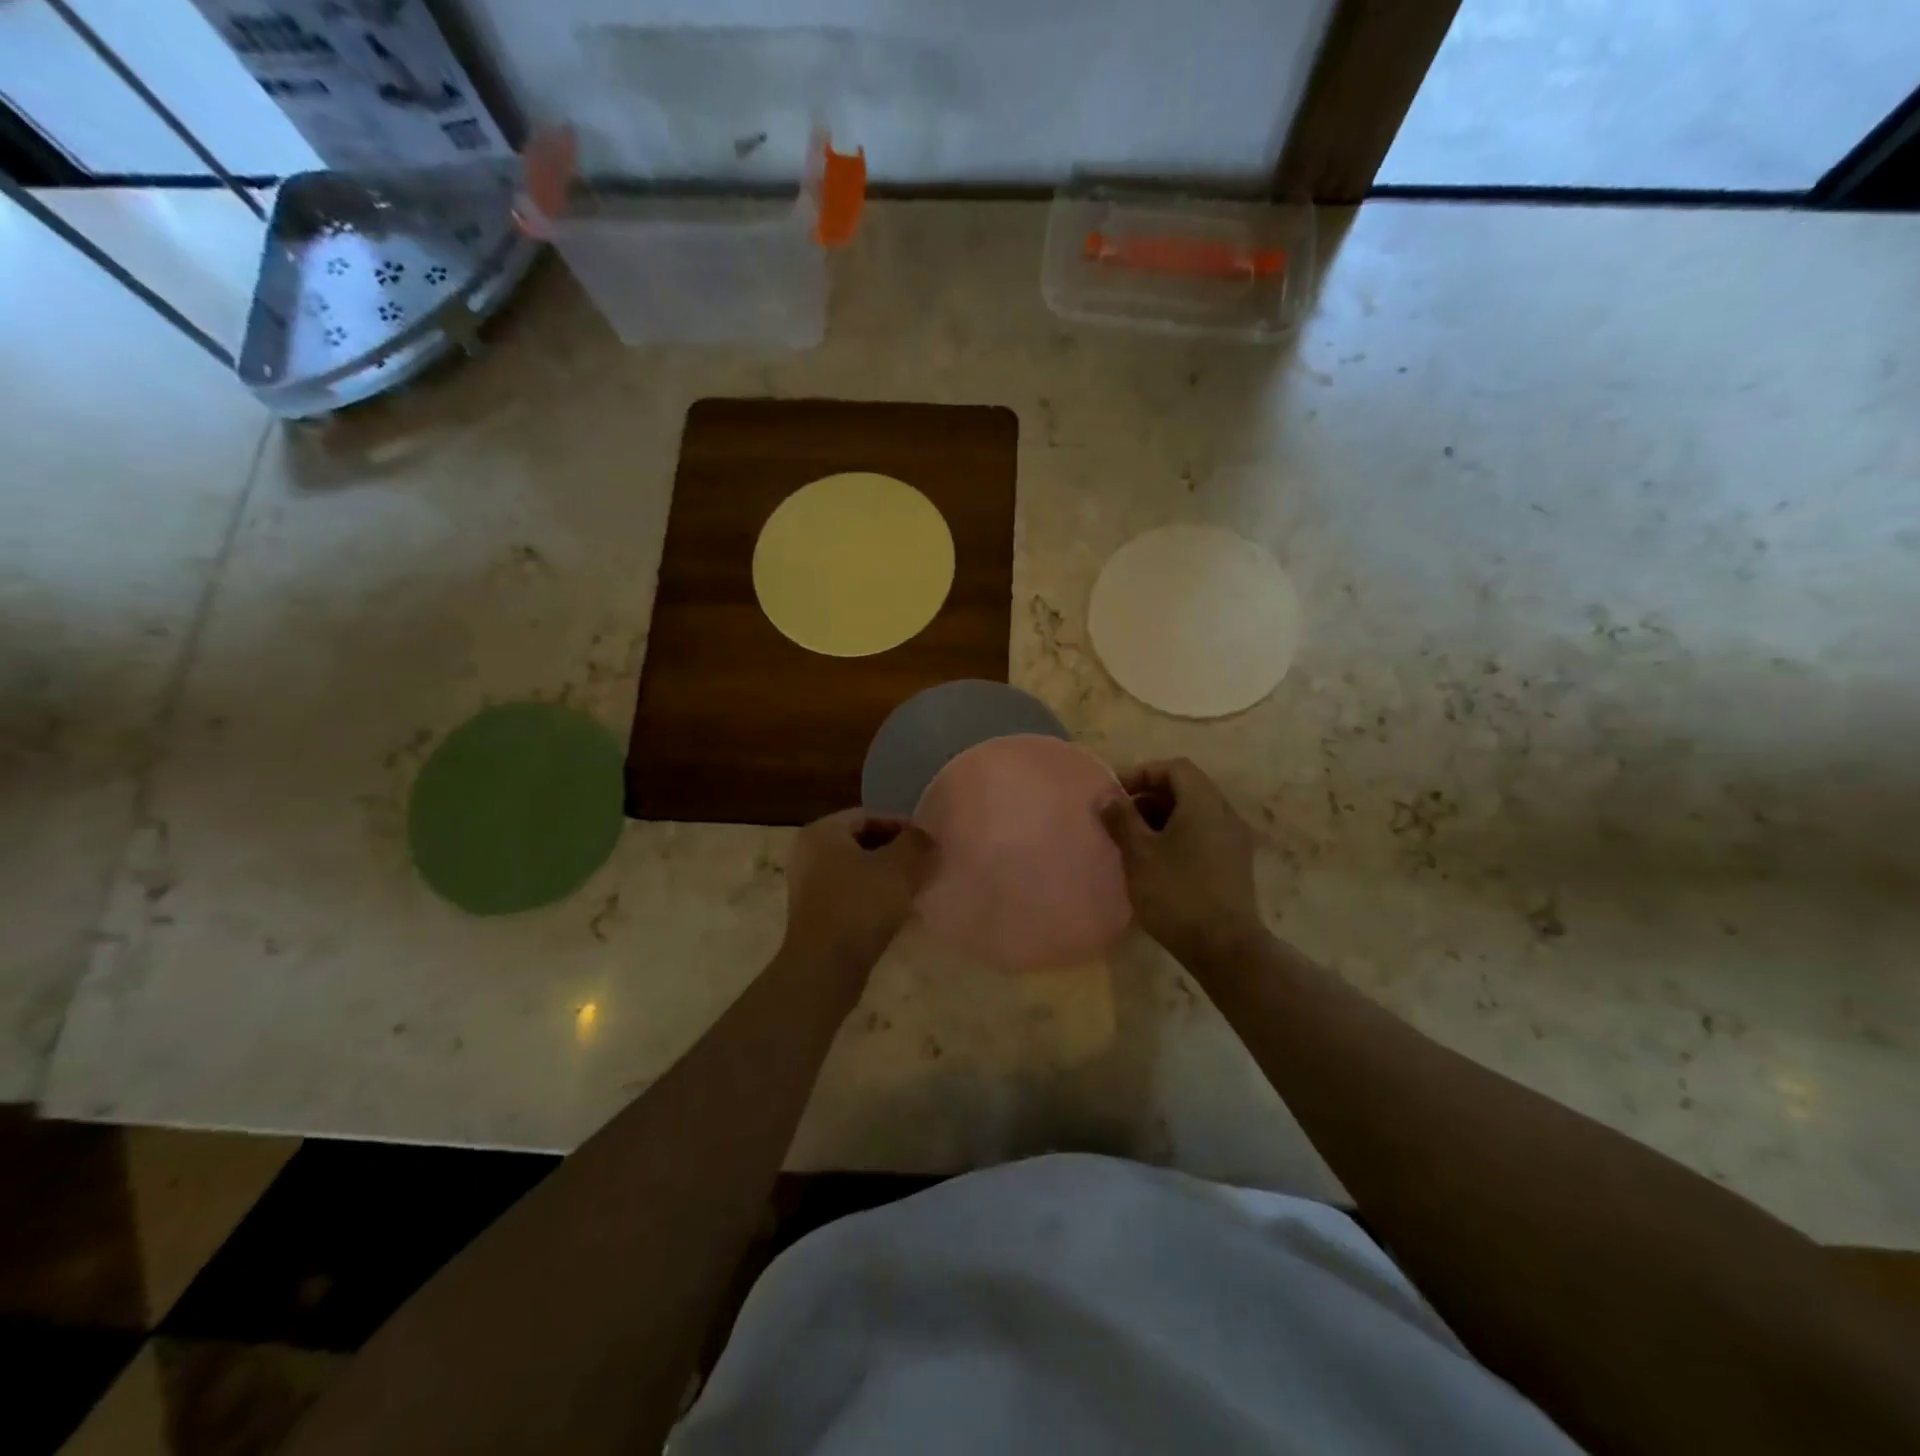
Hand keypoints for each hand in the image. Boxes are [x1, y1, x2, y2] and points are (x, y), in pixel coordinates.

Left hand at [781, 808, 934, 979]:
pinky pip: (850, 897)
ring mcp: (808, 887)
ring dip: (886, 879)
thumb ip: (917, 843)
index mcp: (822, 831)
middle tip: (924, 866)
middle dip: (895, 854)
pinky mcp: (815, 916)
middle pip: (862, 844)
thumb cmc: (861, 905)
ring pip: (857, 872)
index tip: (928, 843)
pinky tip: (898, 915)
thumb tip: (924, 836)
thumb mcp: (900, 867)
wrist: (825, 967)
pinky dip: (873, 900)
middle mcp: (808, 853)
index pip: (869, 816)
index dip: (902, 826)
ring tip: (915, 891)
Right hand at [1098, 759, 1261, 961]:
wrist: (1224, 947)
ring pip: (1195, 813)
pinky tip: (1157, 862)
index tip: (1116, 795)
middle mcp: (1225, 814)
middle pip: (1186, 788)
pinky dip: (1179, 836)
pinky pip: (1204, 834)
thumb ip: (1122, 819)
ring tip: (1134, 841)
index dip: (1143, 774)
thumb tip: (1107, 796)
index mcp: (1204, 803)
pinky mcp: (1235, 864)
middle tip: (1121, 818)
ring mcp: (1234, 840)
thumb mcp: (1139, 853)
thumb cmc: (1176, 893)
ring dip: (1163, 818)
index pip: (1175, 768)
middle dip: (1150, 797)